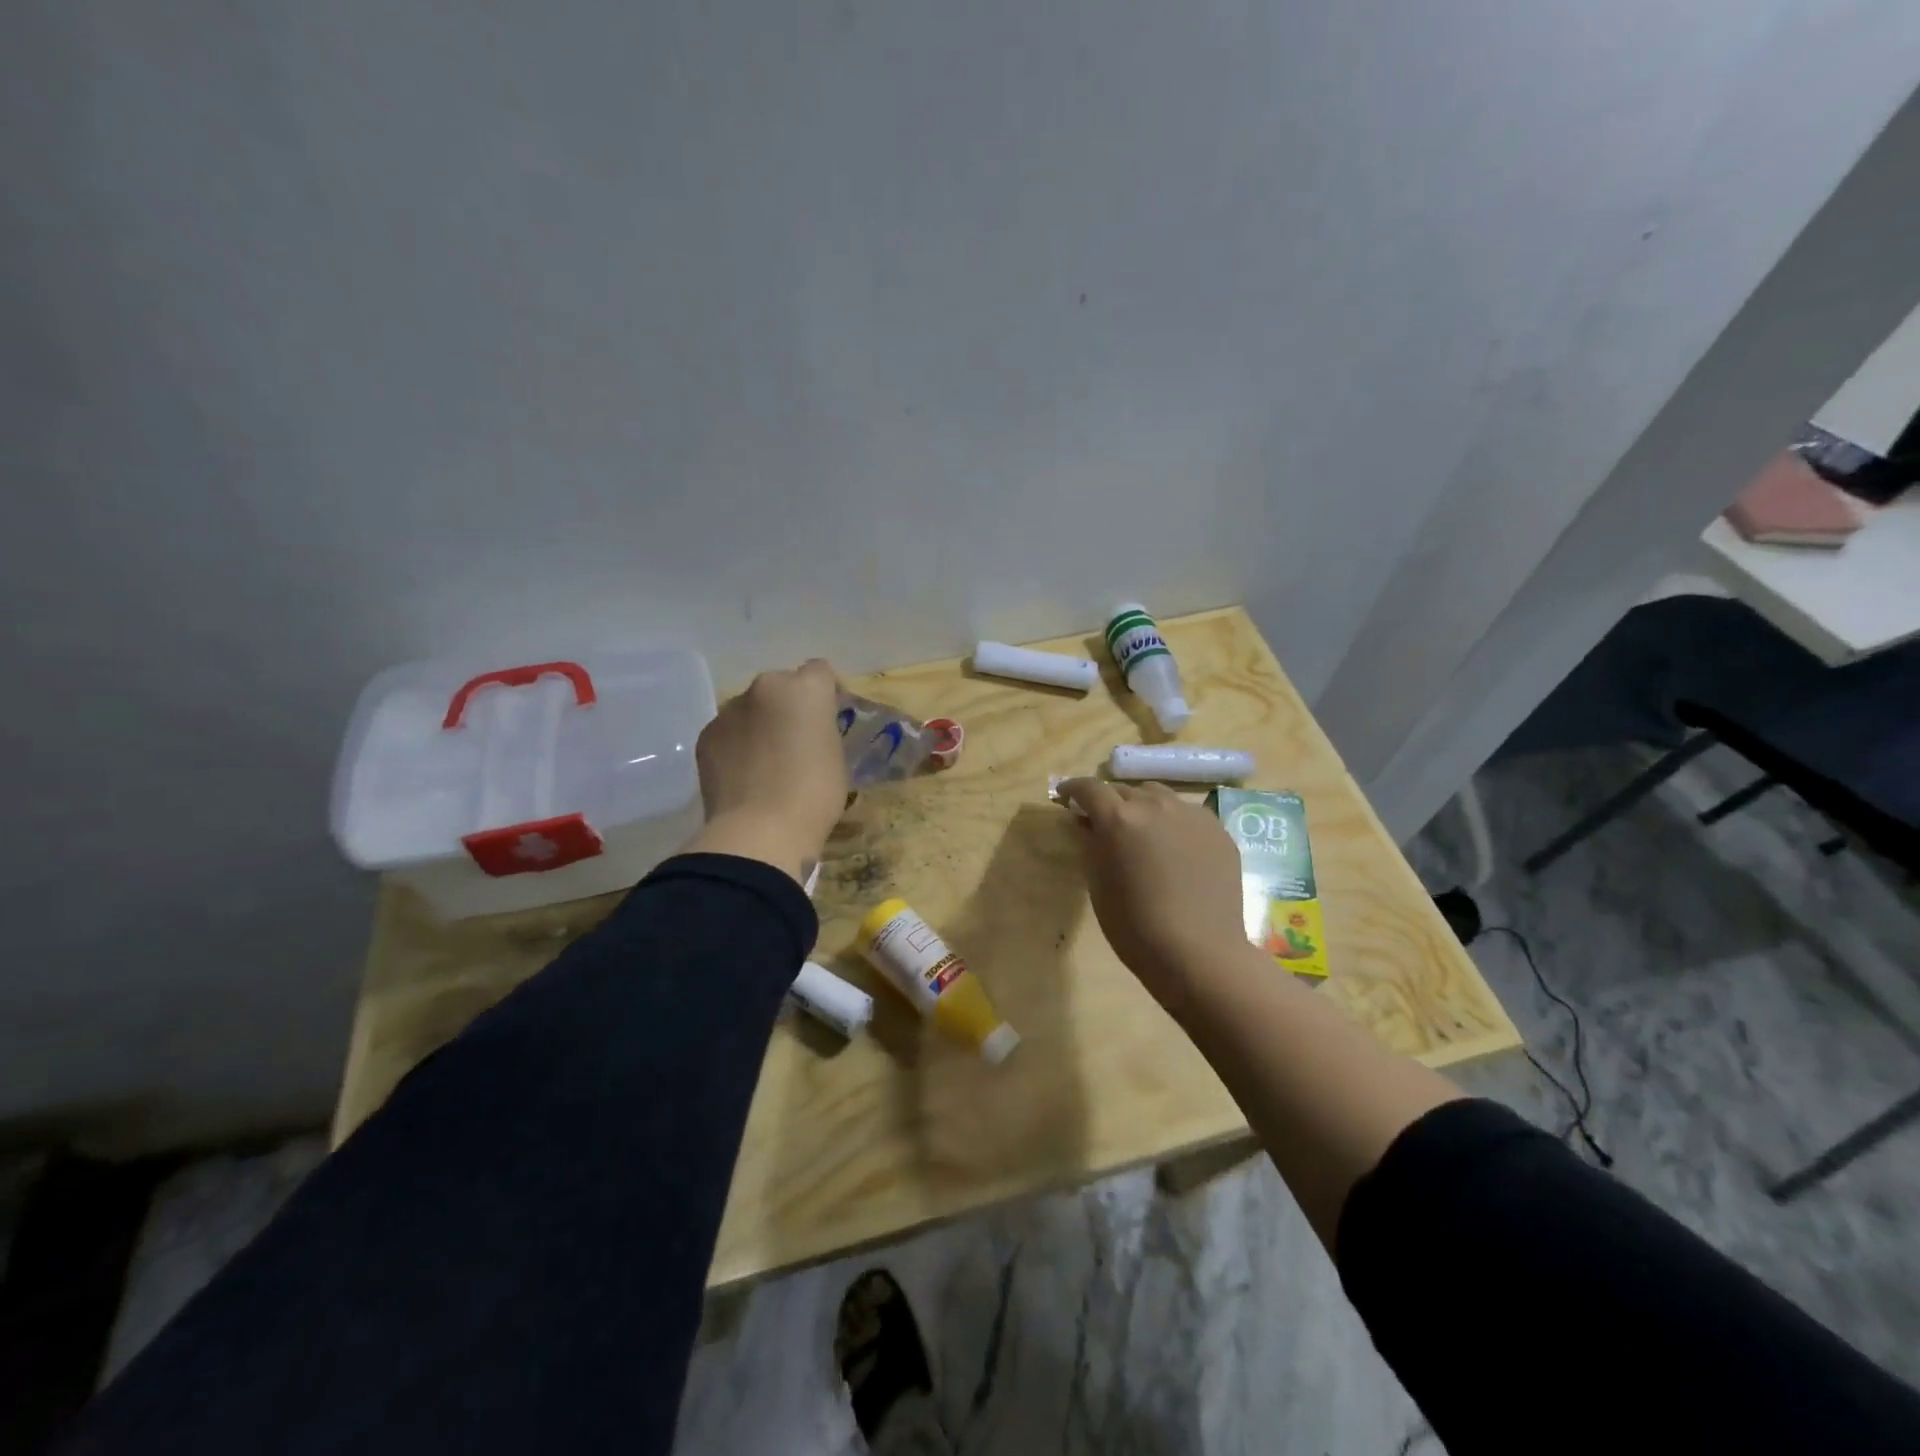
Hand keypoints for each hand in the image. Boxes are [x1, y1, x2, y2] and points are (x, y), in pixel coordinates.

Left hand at [689, 659, 849, 881]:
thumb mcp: (836, 758)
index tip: (830, 717)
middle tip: (797, 742)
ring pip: (751, 709)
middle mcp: (764, 687)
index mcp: (804, 689)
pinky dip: (737, 746)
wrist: (760, 831)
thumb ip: (822, 732)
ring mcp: (729, 710)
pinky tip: (744, 776)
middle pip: (781, 687)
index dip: (827, 692)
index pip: (821, 672)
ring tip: (767, 763)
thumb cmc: (814, 795)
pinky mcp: (706, 736)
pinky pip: (729, 732)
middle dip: (789, 707)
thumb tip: (807, 734)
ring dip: (761, 725)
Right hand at [1056, 779, 1252, 1012]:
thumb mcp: (1098, 884)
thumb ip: (1090, 844)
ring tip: (1142, 832)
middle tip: (1104, 823)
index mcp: (1119, 818)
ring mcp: (1191, 815)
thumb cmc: (1135, 926)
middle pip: (1125, 790)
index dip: (1073, 789)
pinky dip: (1173, 822)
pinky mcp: (1218, 830)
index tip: (1066, 797)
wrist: (1199, 953)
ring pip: (1159, 796)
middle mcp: (1155, 805)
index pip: (1090, 788)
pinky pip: (1187, 814)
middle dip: (1110, 802)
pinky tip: (1175, 849)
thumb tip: (1086, 823)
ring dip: (1143, 807)